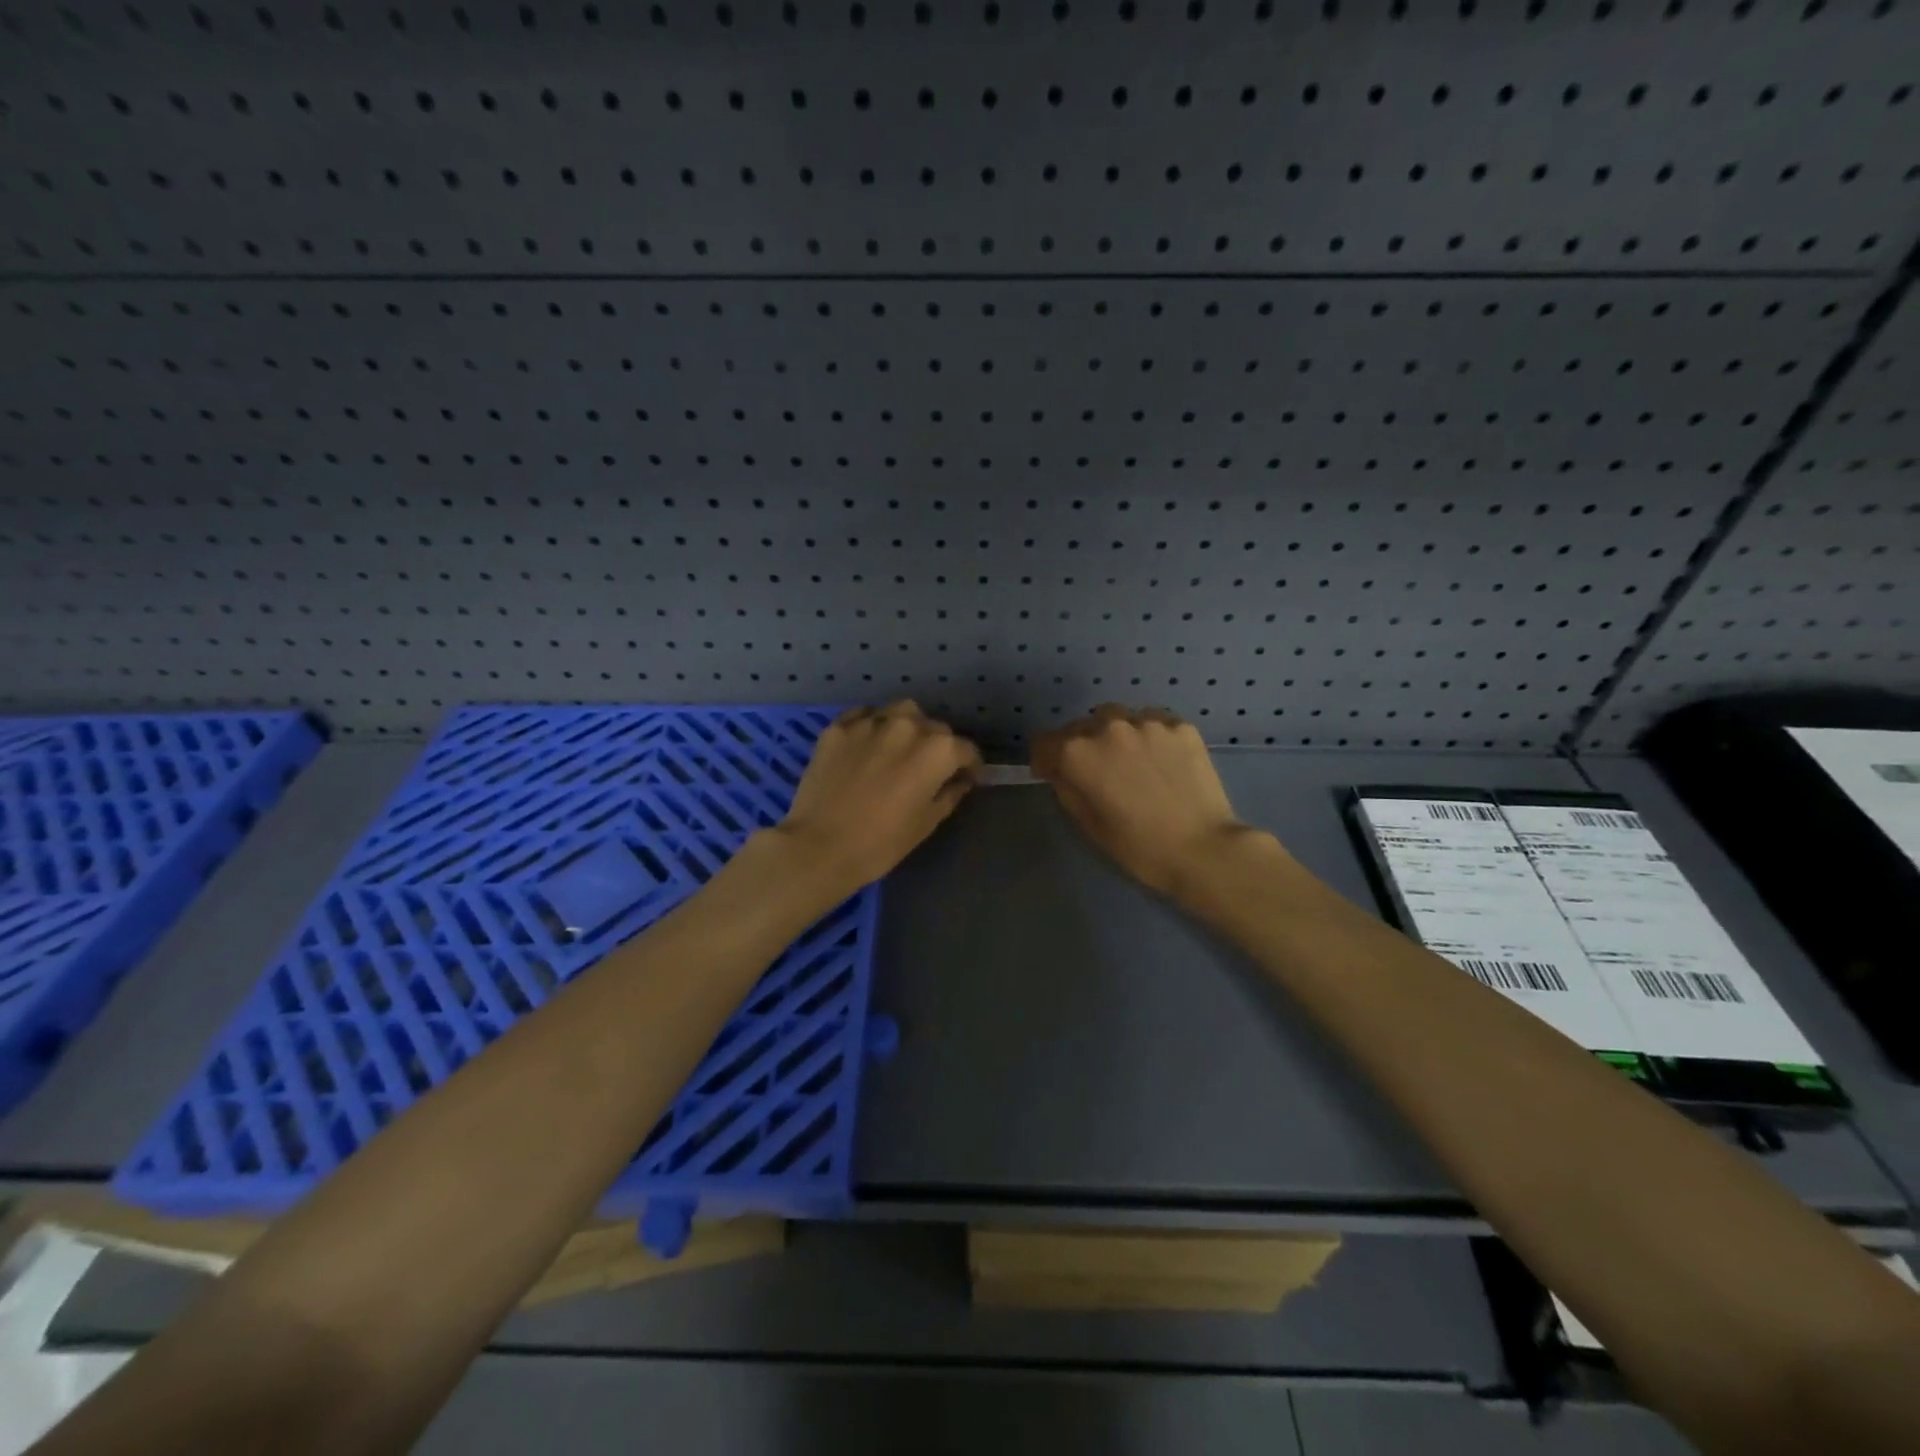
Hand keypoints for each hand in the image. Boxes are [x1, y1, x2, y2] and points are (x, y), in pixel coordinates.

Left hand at [774, 701, 981, 894]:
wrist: (819, 847)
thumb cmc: (882, 843)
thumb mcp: (927, 823)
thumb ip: (950, 794)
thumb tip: (960, 780)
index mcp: (937, 750)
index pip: (966, 749)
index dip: (970, 766)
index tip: (966, 778)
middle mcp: (908, 726)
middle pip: (935, 728)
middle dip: (938, 746)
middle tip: (929, 769)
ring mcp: (870, 722)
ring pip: (901, 712)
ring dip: (908, 727)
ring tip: (900, 748)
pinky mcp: (838, 727)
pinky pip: (864, 716)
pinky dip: (873, 725)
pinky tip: (868, 745)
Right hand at [1031, 705, 1257, 897]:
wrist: (1203, 849)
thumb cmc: (1138, 847)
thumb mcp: (1088, 824)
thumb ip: (1066, 788)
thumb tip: (1060, 769)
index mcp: (1077, 753)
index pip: (1044, 741)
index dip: (1046, 760)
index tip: (1056, 775)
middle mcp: (1107, 726)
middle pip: (1080, 727)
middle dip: (1082, 746)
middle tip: (1100, 773)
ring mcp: (1147, 722)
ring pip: (1117, 718)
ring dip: (1115, 735)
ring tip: (1132, 761)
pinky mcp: (1179, 725)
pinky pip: (1152, 721)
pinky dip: (1149, 736)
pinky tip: (1162, 761)